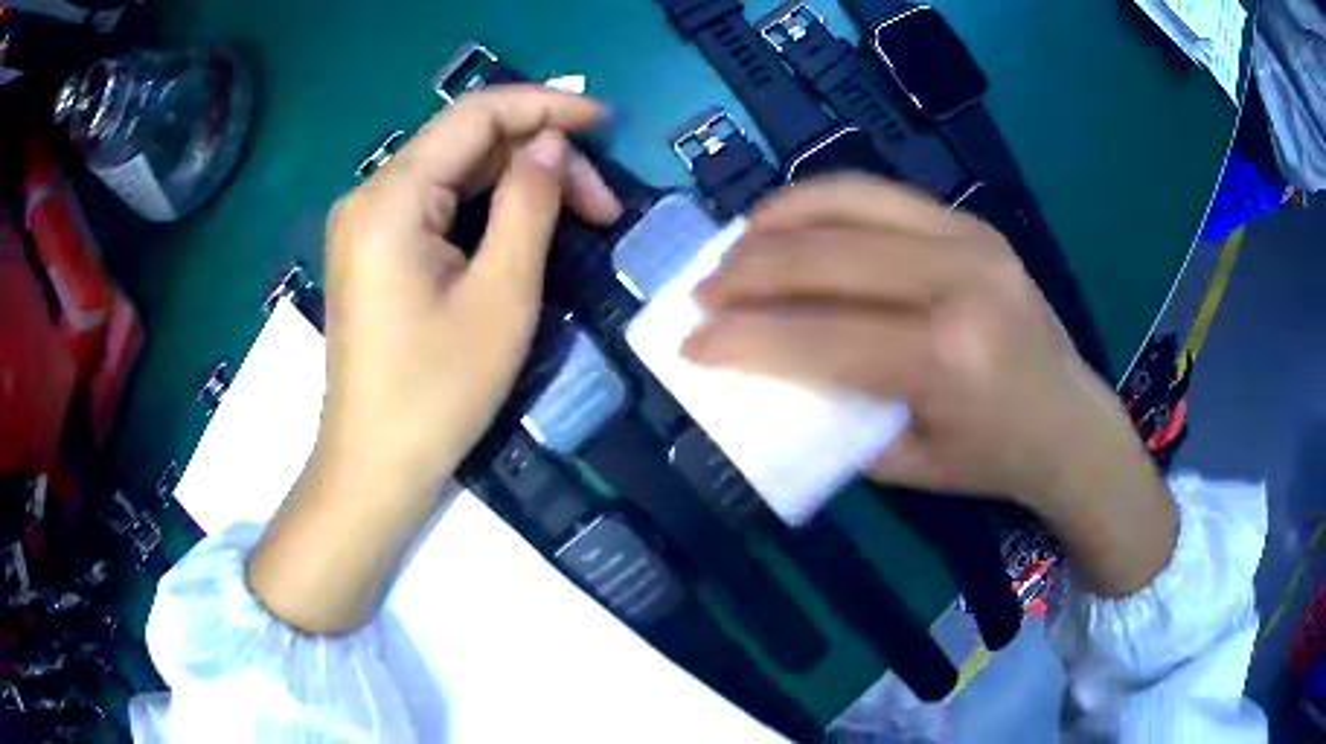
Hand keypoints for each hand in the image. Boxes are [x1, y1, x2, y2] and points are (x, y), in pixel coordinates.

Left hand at [318, 86, 620, 498]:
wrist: (375, 465)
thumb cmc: (437, 392)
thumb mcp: (501, 296)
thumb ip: (529, 204)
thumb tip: (551, 143)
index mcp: (391, 198)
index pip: (475, 115)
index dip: (545, 106)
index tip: (605, 122)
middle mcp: (369, 195)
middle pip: (465, 142)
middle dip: (539, 157)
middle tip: (602, 204)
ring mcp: (365, 223)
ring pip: (453, 171)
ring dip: (516, 182)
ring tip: (578, 217)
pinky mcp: (371, 249)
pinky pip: (435, 203)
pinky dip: (484, 205)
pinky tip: (522, 225)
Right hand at [686, 176, 1174, 594]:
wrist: (1070, 422)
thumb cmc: (992, 458)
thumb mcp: (904, 462)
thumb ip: (833, 413)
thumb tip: (764, 371)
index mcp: (946, 357)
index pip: (819, 337)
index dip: (743, 340)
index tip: (689, 345)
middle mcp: (958, 280)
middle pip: (826, 257)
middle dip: (747, 272)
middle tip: (701, 292)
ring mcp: (969, 238)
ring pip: (848, 203)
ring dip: (777, 221)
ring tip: (735, 246)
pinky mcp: (971, 222)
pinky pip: (879, 193)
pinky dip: (822, 202)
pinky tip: (791, 221)